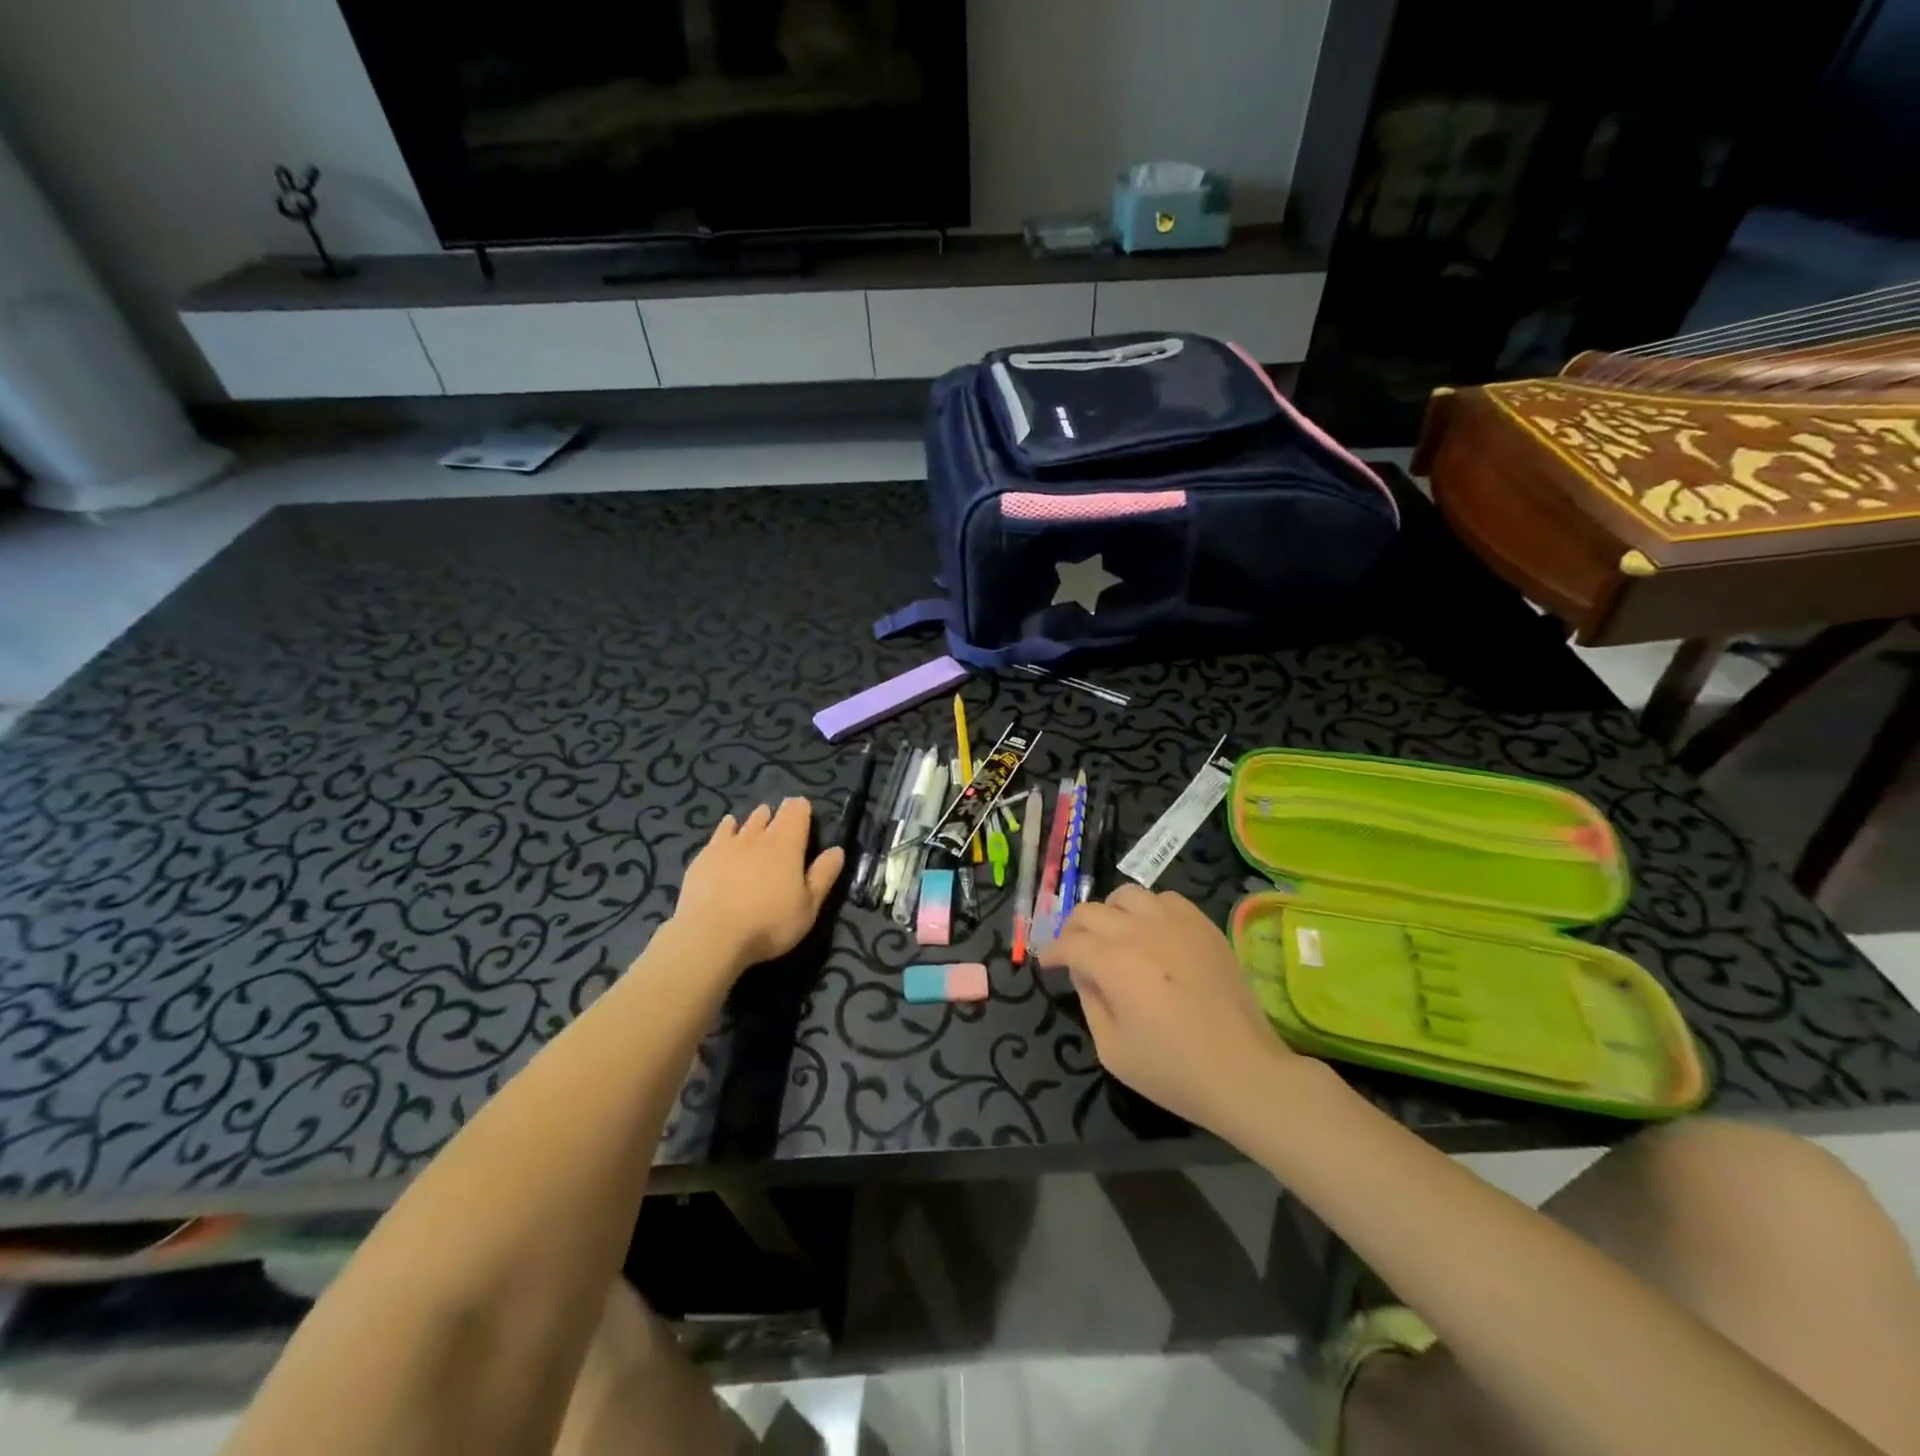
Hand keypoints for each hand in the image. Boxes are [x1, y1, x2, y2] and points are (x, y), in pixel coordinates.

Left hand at [675, 799, 844, 972]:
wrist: (710, 935)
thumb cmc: (768, 923)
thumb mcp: (808, 906)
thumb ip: (823, 876)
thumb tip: (837, 850)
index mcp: (787, 845)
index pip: (796, 812)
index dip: (801, 808)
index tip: (804, 810)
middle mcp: (758, 837)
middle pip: (770, 815)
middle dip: (778, 814)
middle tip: (781, 819)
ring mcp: (727, 845)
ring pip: (745, 823)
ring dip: (754, 820)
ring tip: (759, 818)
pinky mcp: (704, 857)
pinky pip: (719, 834)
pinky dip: (728, 828)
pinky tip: (728, 827)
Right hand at [1040, 885, 1297, 1137]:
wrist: (1243, 1071)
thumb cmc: (1172, 1070)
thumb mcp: (1112, 1050)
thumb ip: (1090, 1003)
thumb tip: (1085, 973)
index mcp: (1112, 962)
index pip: (1069, 943)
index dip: (1051, 952)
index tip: (1047, 963)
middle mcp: (1139, 931)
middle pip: (1091, 911)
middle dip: (1073, 929)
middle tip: (1073, 950)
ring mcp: (1175, 923)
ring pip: (1127, 895)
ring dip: (1110, 912)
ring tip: (1113, 934)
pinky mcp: (1203, 925)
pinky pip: (1166, 899)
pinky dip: (1149, 910)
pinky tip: (1152, 932)